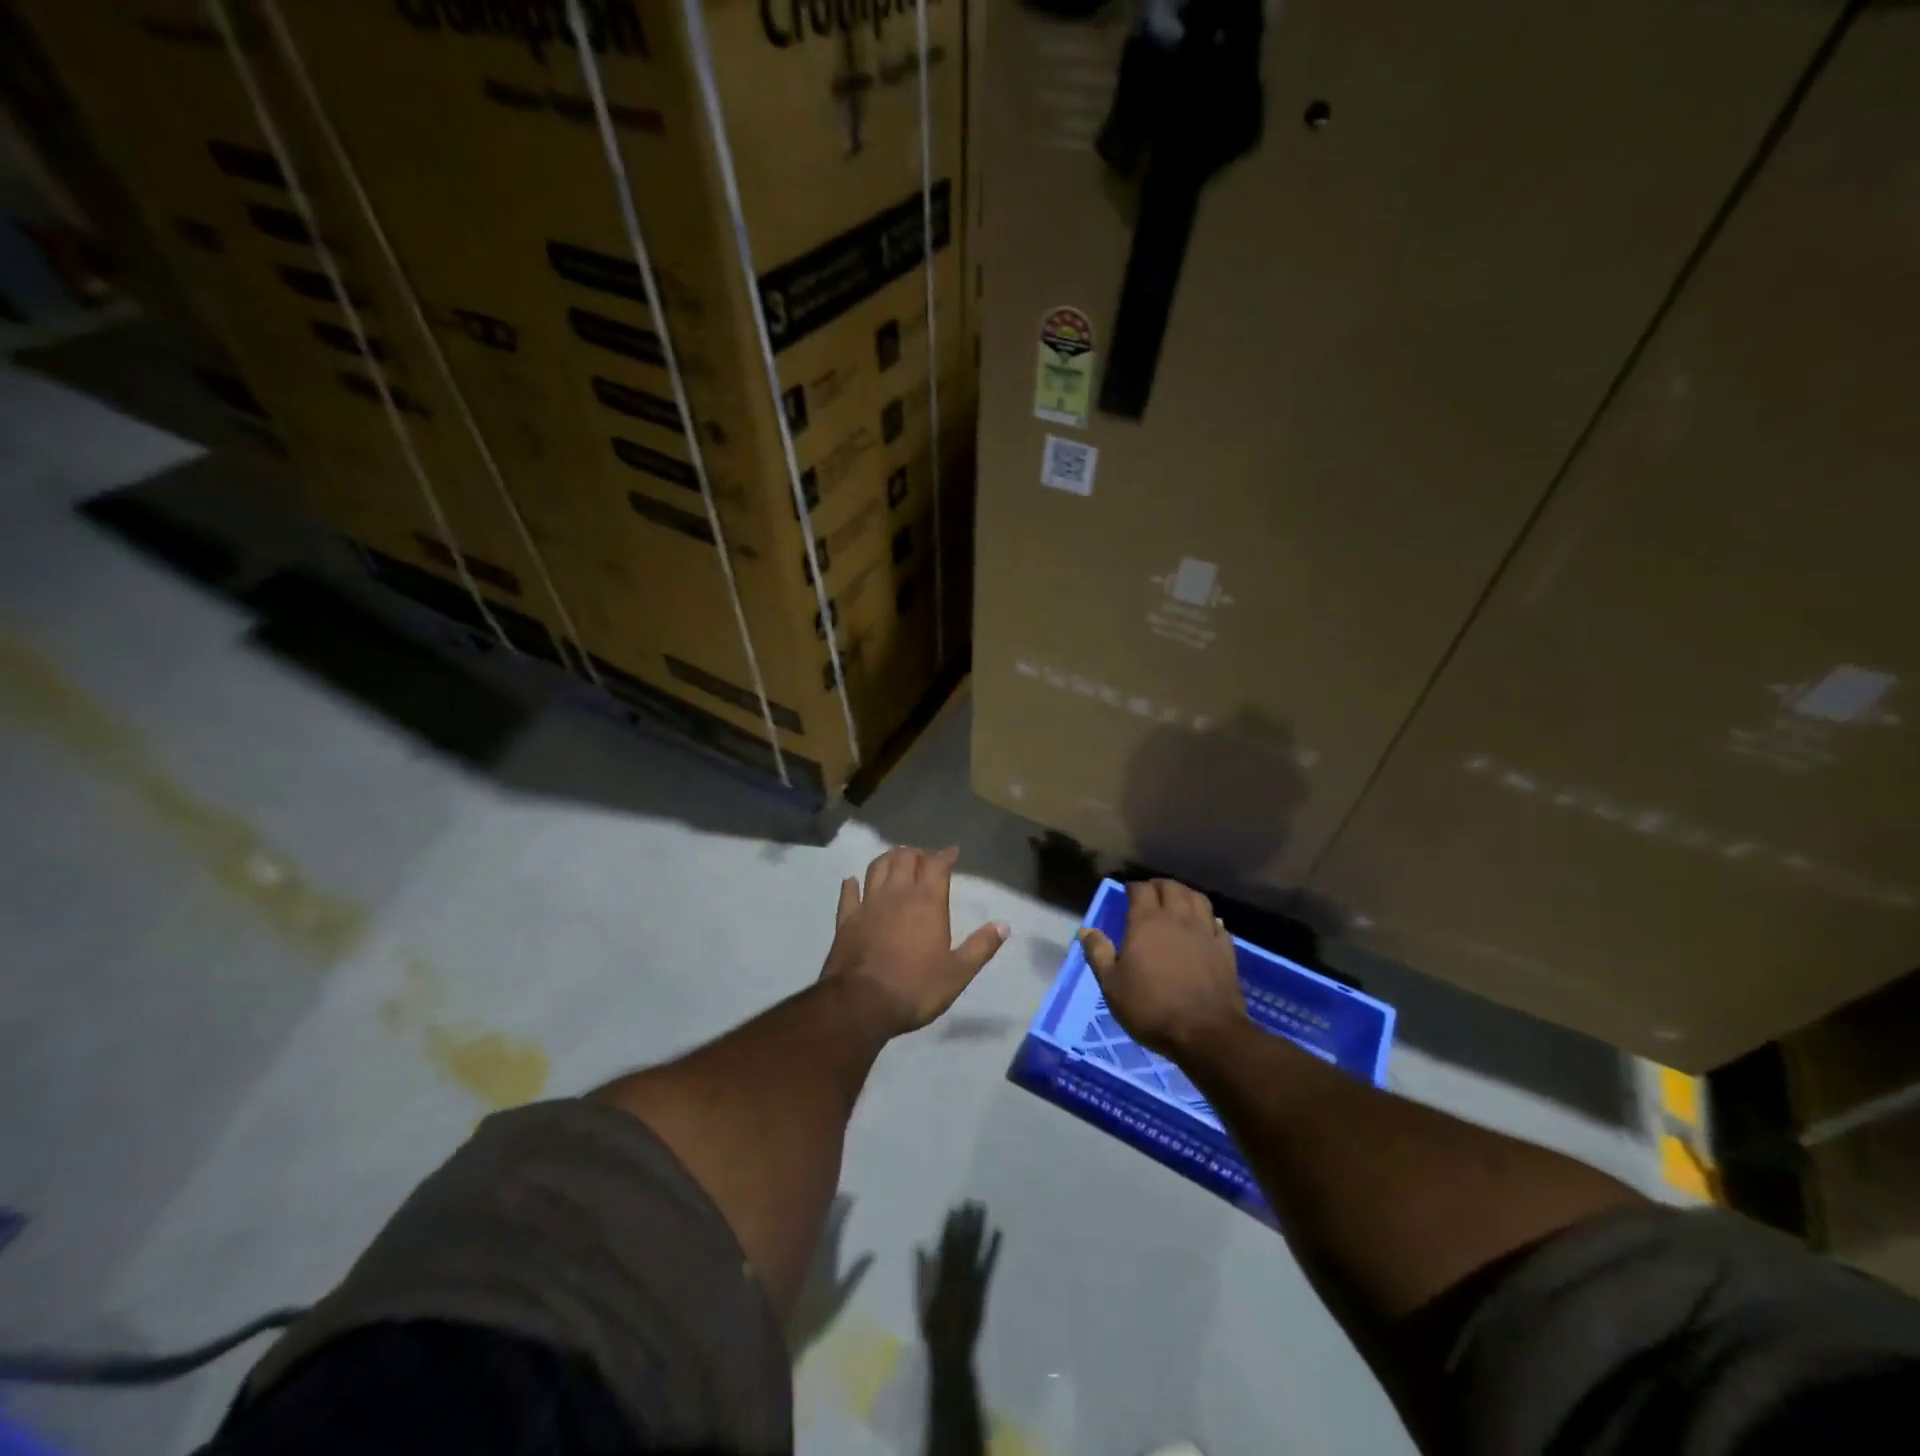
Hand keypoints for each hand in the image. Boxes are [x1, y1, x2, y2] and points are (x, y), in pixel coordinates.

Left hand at [822, 846, 1009, 1035]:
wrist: (861, 1004)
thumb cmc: (915, 988)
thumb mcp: (957, 973)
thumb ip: (980, 947)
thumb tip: (1003, 925)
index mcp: (927, 902)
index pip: (937, 864)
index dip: (946, 855)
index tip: (953, 852)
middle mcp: (897, 894)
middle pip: (905, 858)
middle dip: (917, 853)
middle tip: (925, 859)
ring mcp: (868, 904)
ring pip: (877, 867)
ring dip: (888, 859)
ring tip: (896, 861)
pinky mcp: (846, 919)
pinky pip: (848, 894)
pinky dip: (852, 884)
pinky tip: (853, 881)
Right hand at [916, 1201, 1001, 1361]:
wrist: (952, 1352)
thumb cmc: (933, 1328)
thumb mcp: (922, 1300)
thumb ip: (922, 1272)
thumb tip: (921, 1246)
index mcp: (941, 1275)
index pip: (946, 1244)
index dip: (949, 1225)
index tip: (953, 1207)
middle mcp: (957, 1274)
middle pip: (962, 1242)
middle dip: (965, 1220)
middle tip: (969, 1200)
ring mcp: (971, 1281)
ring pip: (974, 1248)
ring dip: (978, 1227)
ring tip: (981, 1208)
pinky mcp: (982, 1288)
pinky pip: (988, 1264)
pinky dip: (993, 1247)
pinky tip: (998, 1232)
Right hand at [1077, 879, 1247, 1057]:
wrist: (1206, 1033)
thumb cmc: (1151, 1008)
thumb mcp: (1112, 985)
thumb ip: (1098, 954)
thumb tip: (1086, 930)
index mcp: (1146, 922)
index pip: (1140, 889)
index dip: (1133, 887)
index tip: (1127, 893)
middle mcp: (1177, 919)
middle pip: (1171, 887)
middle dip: (1158, 886)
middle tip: (1150, 894)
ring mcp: (1205, 932)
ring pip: (1197, 898)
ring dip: (1185, 894)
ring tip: (1177, 902)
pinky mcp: (1225, 949)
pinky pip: (1217, 922)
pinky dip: (1208, 918)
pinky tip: (1204, 925)